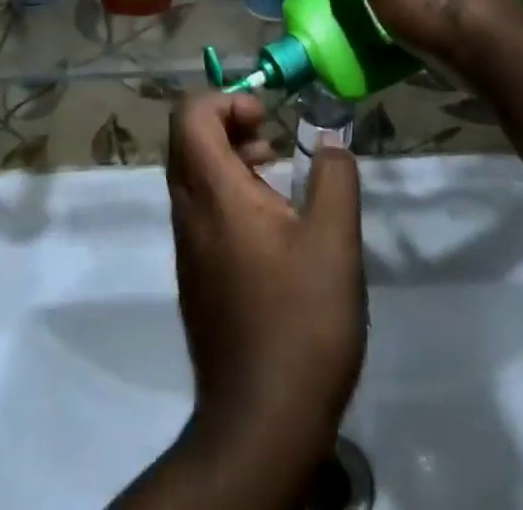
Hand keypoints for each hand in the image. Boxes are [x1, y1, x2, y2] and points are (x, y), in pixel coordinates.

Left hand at [167, 92, 365, 463]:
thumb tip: (331, 140)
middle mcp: (188, 212)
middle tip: (273, 141)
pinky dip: (229, 193)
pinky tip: (273, 225)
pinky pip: (201, 209)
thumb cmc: (300, 322)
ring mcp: (187, 247)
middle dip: (229, 124)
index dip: (225, 99)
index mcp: (212, 193)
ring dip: (230, 158)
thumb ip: (335, 177)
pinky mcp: (195, 276)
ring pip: (193, 175)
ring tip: (277, 176)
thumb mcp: (334, 241)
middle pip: (187, 139)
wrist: (261, 425)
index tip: (267, 118)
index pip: (190, 114)